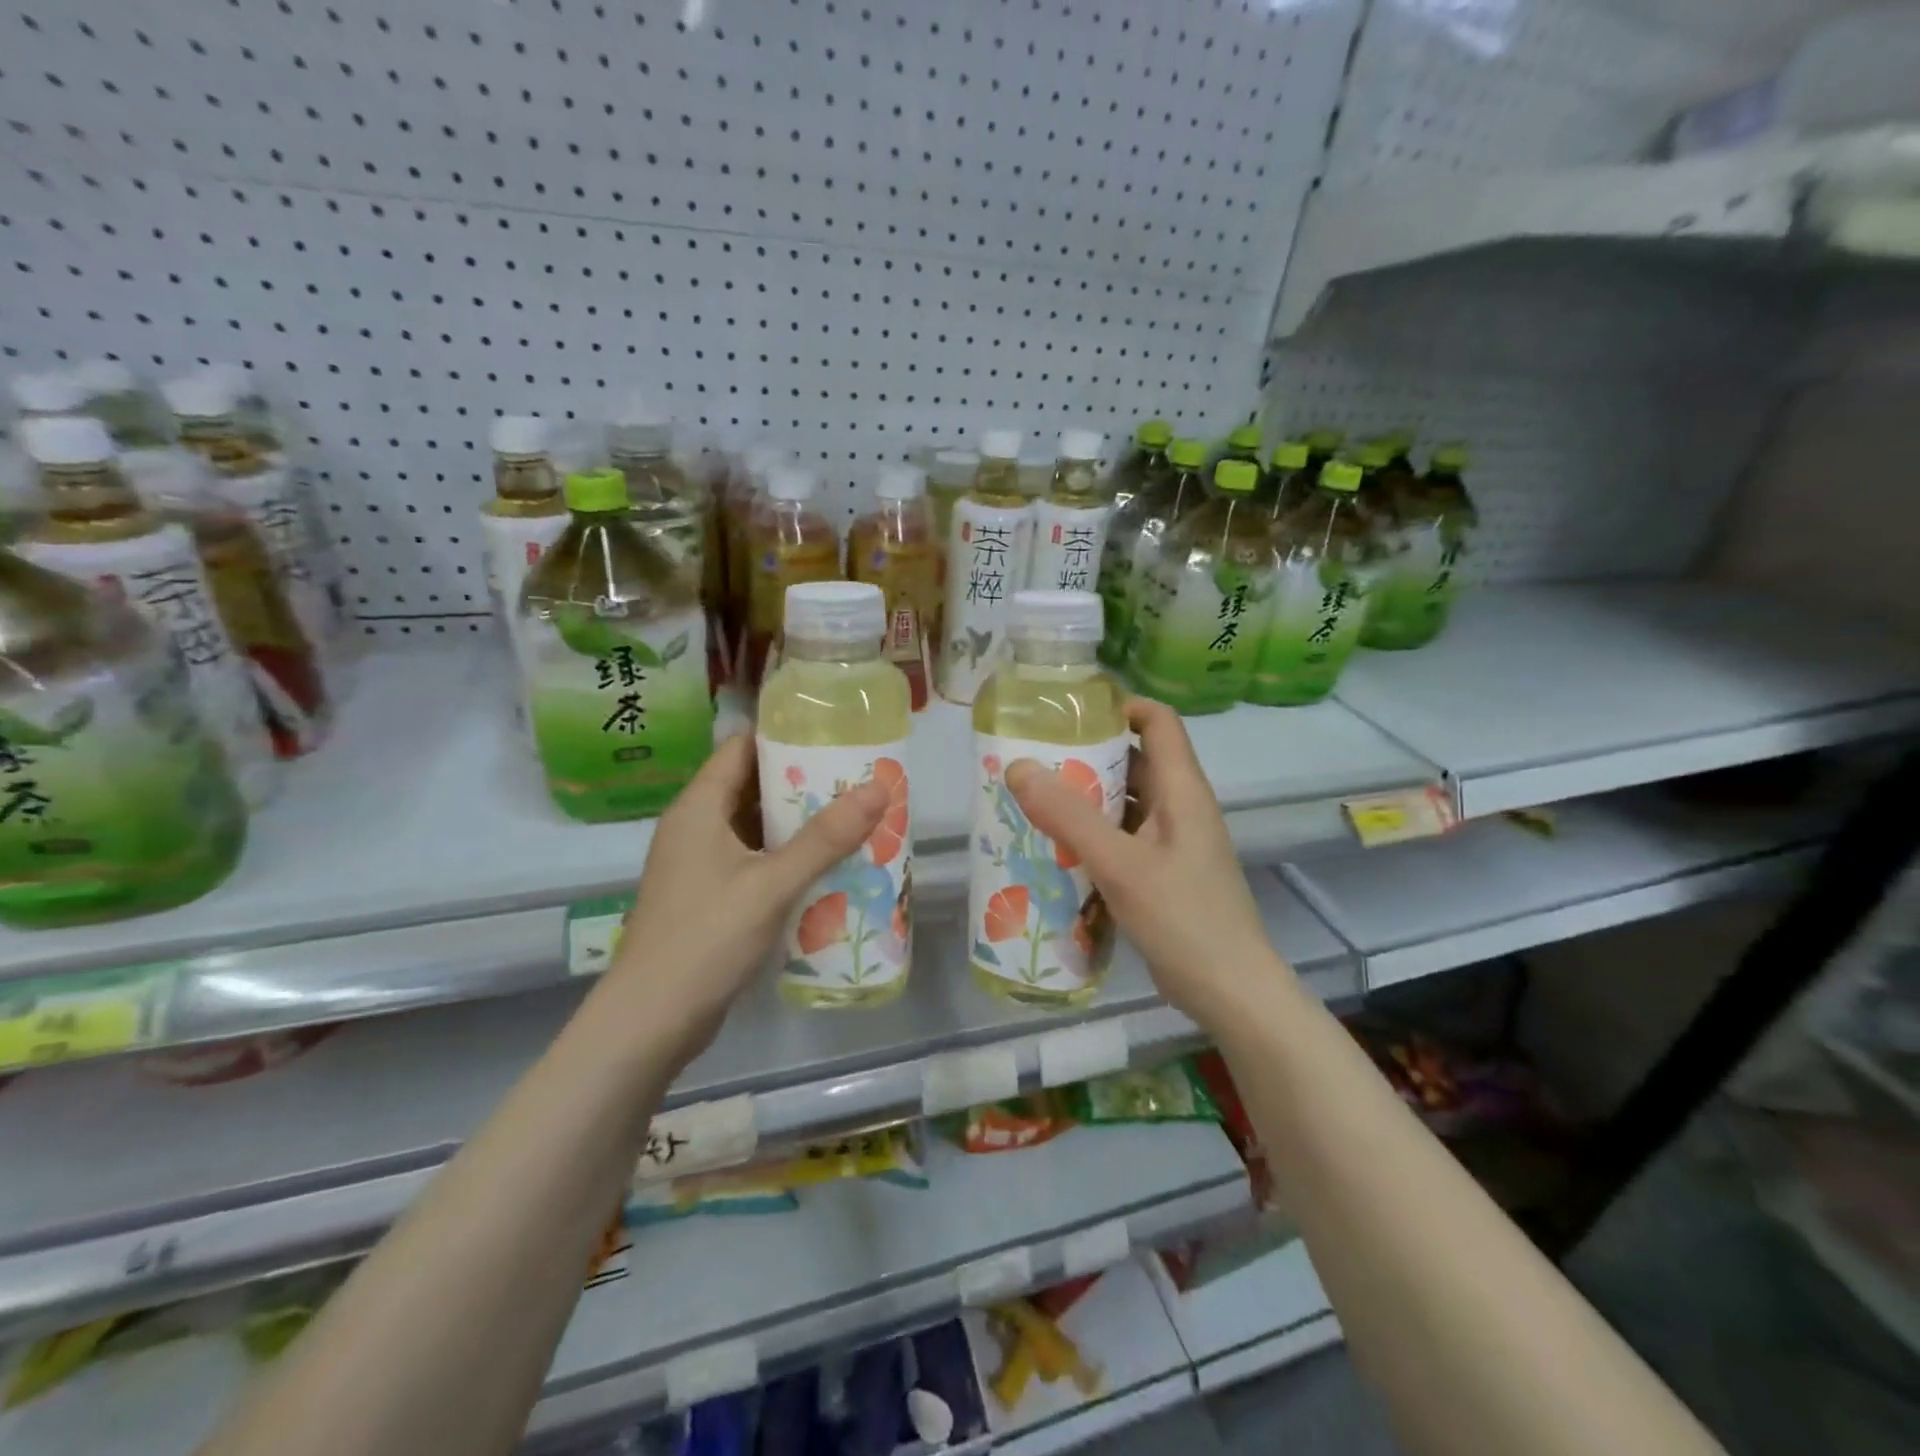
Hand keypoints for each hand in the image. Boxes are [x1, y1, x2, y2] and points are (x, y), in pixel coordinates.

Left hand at [602, 734, 888, 1060]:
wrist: (652, 1021)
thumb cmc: (706, 939)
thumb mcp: (772, 884)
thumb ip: (825, 838)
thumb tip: (877, 787)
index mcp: (698, 808)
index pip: (741, 748)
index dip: (783, 736)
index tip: (832, 735)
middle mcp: (695, 827)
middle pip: (751, 786)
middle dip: (801, 781)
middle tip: (855, 778)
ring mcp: (699, 864)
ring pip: (754, 826)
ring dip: (797, 823)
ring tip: (851, 817)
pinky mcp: (708, 896)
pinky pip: (752, 860)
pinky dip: (785, 857)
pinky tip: (824, 866)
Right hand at [1005, 698, 1289, 1031]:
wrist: (1232, 992)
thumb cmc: (1183, 919)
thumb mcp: (1120, 865)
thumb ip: (1070, 816)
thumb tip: (1019, 766)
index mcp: (1182, 790)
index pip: (1158, 721)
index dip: (1119, 705)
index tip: (1068, 713)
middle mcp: (1181, 807)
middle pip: (1136, 760)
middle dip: (1088, 755)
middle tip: (1034, 759)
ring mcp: (1175, 843)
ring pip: (1128, 803)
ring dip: (1087, 799)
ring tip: (1034, 800)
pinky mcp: (1165, 873)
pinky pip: (1125, 838)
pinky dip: (1094, 835)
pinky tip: (1058, 849)